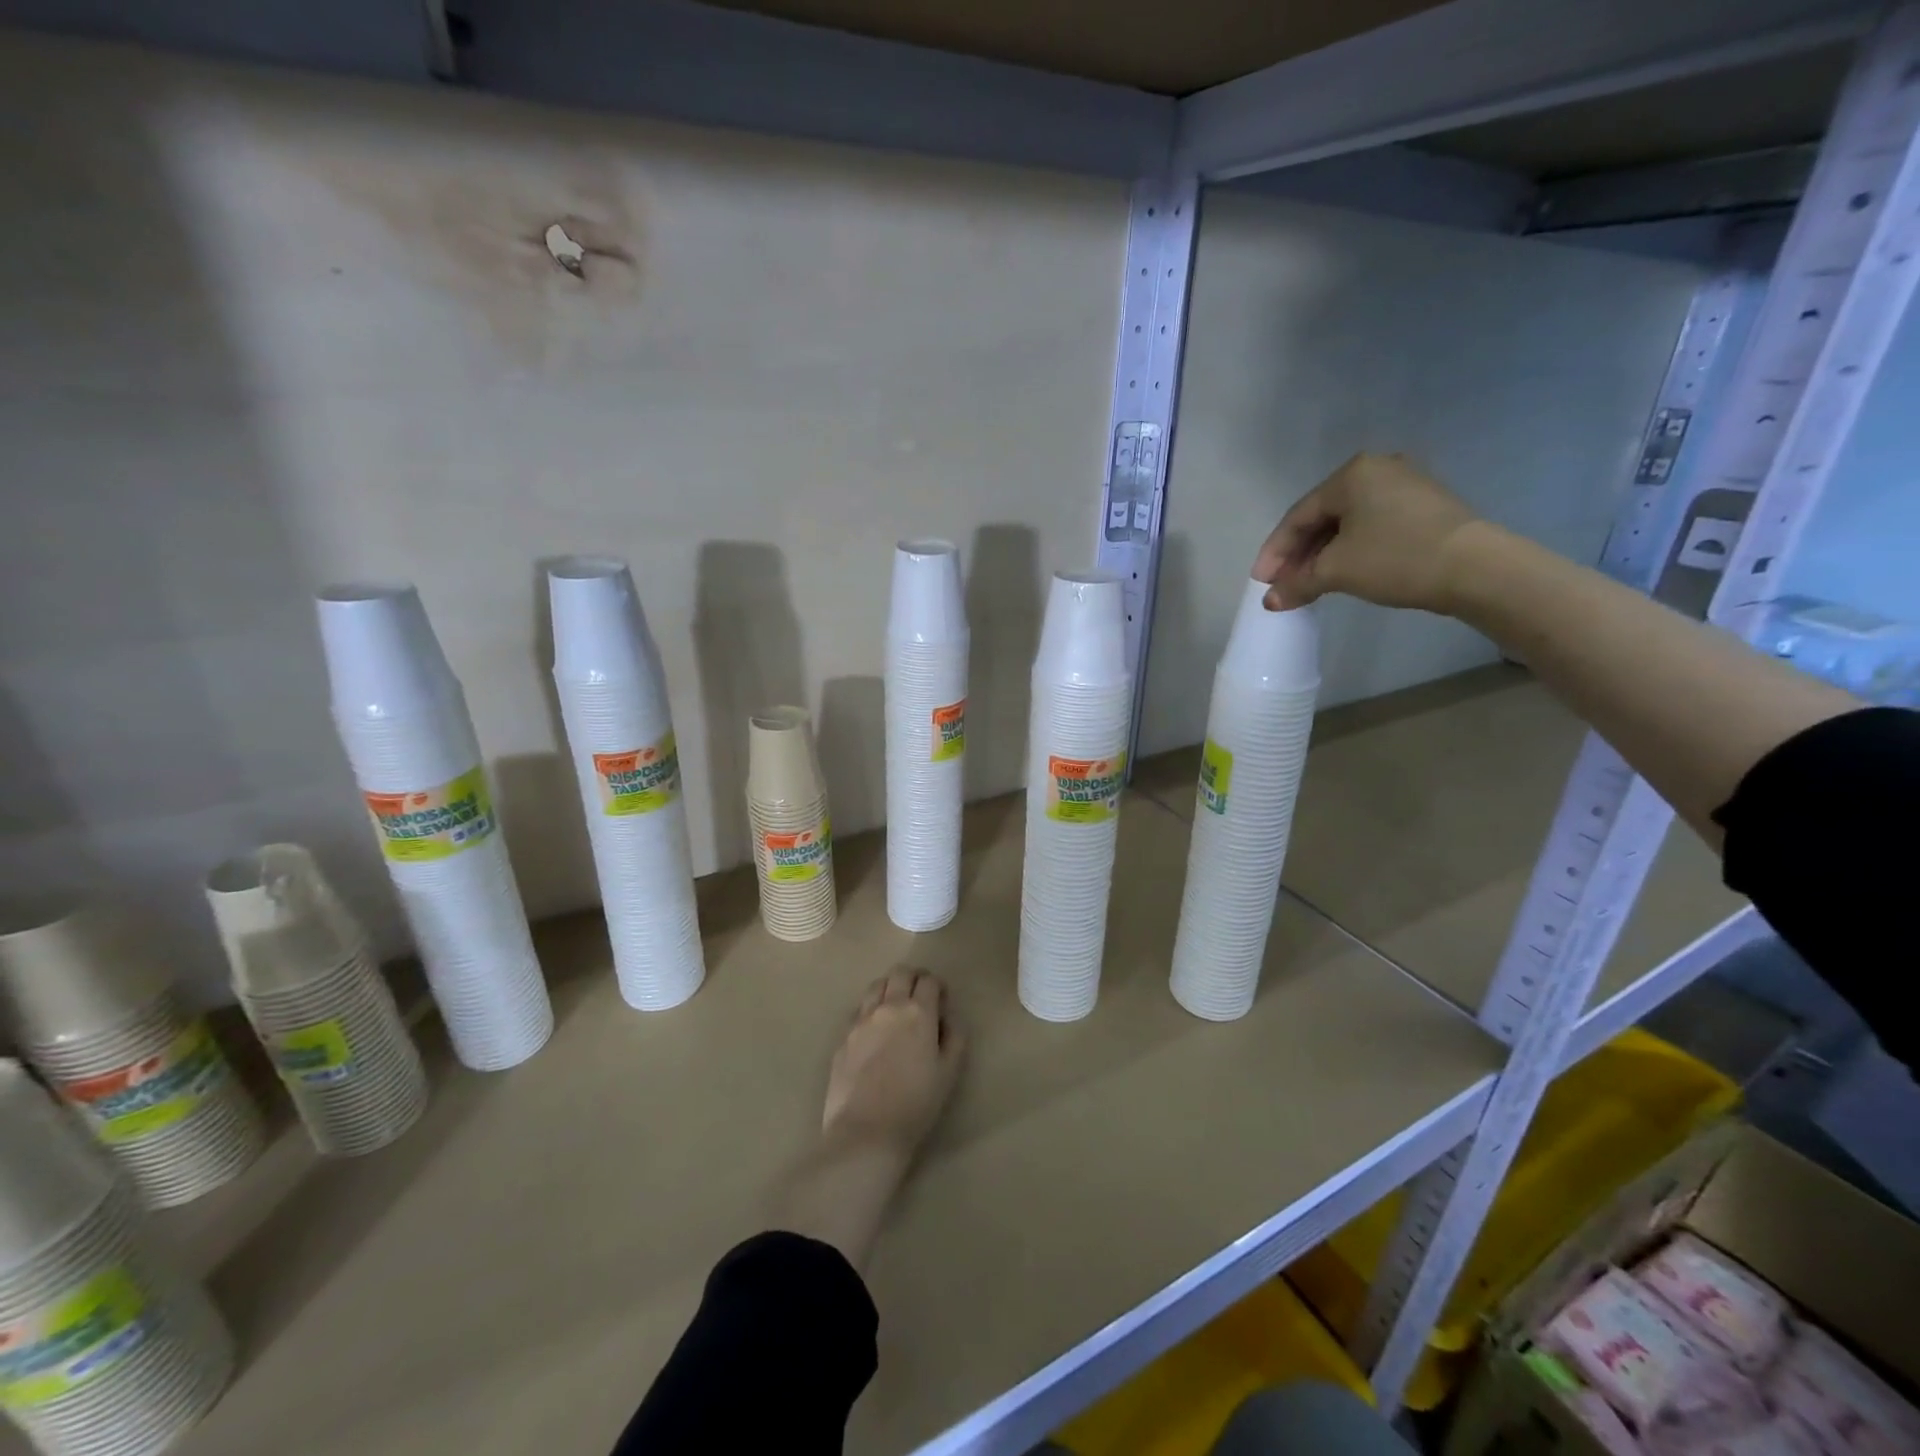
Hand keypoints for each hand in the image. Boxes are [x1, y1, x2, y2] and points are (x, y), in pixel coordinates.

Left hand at [822, 970, 965, 1156]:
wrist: (865, 1133)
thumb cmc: (915, 1104)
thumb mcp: (949, 1072)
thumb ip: (954, 1036)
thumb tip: (947, 1015)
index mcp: (917, 1012)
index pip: (929, 980)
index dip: (938, 986)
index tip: (941, 1000)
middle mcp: (887, 1007)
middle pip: (900, 973)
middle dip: (913, 978)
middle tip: (920, 996)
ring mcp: (861, 1020)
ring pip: (875, 986)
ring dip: (889, 988)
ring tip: (895, 1008)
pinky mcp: (843, 1037)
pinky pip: (859, 1010)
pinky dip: (870, 1010)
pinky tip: (874, 1031)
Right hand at [1253, 453, 1480, 612]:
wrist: (1475, 568)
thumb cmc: (1395, 558)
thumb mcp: (1336, 572)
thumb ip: (1297, 583)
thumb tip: (1271, 600)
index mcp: (1351, 474)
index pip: (1298, 516)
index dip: (1274, 552)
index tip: (1261, 582)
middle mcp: (1377, 470)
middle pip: (1322, 517)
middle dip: (1298, 555)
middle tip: (1281, 585)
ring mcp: (1406, 486)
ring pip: (1347, 523)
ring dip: (1322, 555)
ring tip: (1307, 584)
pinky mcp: (1424, 507)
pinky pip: (1371, 527)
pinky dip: (1349, 550)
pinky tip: (1340, 572)